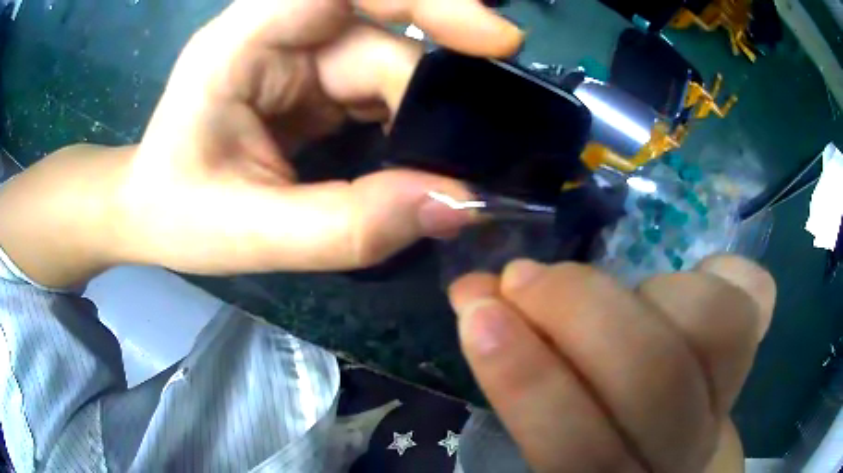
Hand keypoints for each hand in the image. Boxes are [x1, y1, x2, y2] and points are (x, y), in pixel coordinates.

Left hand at [116, 0, 523, 274]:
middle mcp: (276, 33)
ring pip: (389, 65)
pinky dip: (407, 123)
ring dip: (420, 117)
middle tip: (468, 154)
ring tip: (437, 169)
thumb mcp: (251, 234)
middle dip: (426, 95)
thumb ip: (349, 225)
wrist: (149, 211)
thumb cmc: (176, 215)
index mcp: (241, 42)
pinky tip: (413, 159)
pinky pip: (380, 88)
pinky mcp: (313, 81)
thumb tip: (456, 203)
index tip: (494, 39)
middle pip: (379, 36)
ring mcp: (298, 54)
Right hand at [449, 256, 775, 471]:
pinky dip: (723, 271)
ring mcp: (727, 402)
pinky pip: (754, 301)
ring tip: (614, 289)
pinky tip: (696, 274)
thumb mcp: (552, 432)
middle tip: (523, 275)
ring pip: (716, 326)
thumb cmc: (601, 445)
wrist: (667, 455)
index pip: (576, 449)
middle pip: (655, 378)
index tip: (480, 308)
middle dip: (579, 308)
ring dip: (647, 289)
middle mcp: (680, 450)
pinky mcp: (752, 358)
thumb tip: (473, 295)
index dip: (526, 378)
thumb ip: (517, 377)